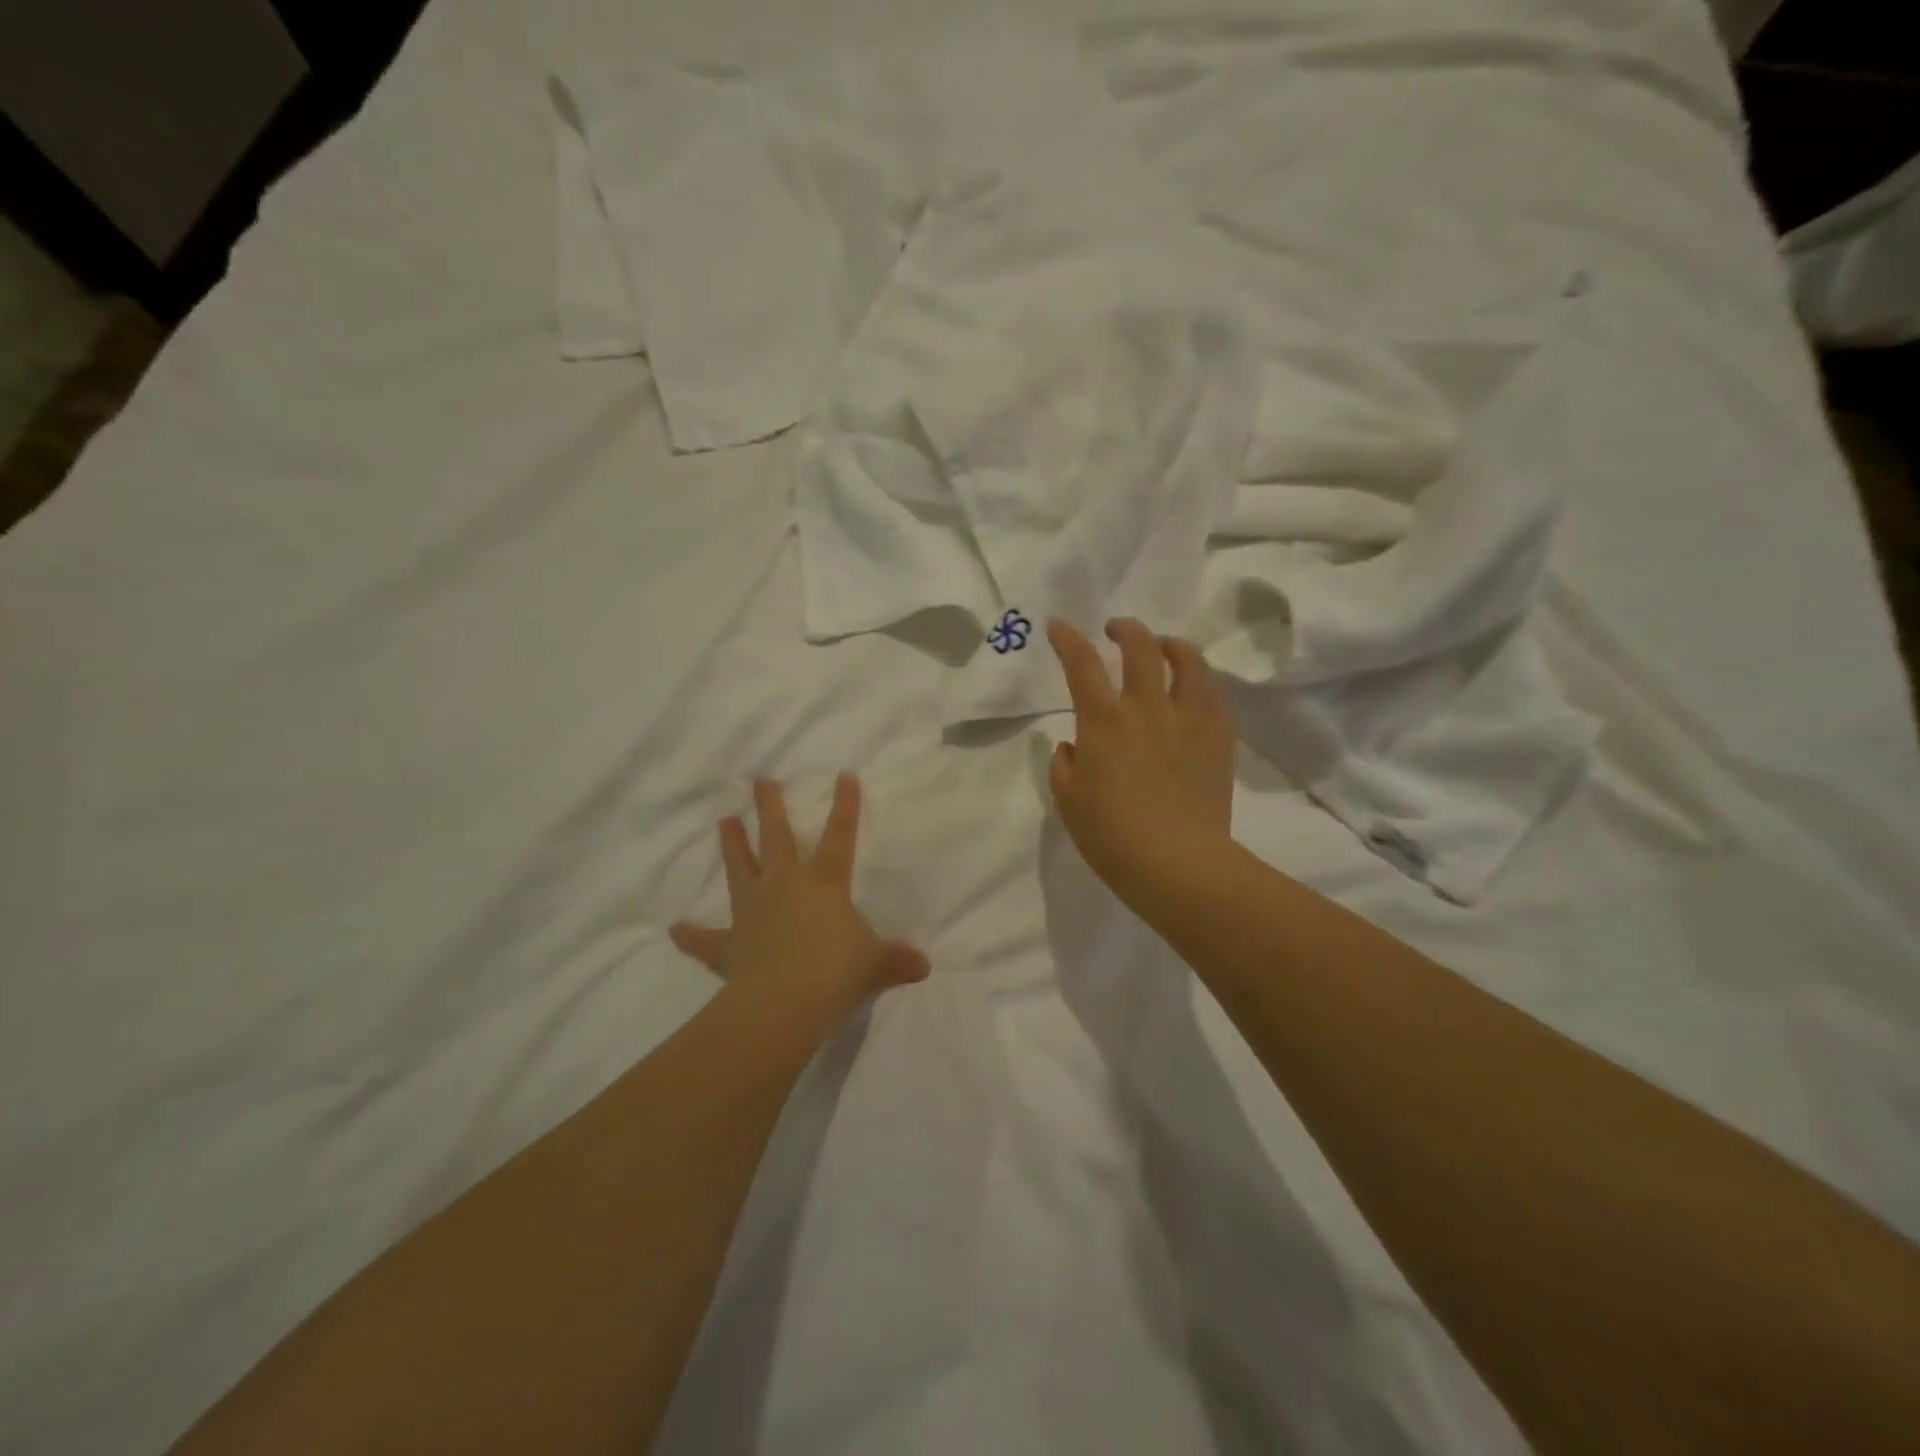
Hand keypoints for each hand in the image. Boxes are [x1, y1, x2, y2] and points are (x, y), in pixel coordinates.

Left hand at [671, 775, 929, 1029]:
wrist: (783, 1004)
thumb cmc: (835, 973)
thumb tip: (924, 966)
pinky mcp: (728, 943)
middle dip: (771, 807)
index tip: (844, 775)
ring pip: (740, 868)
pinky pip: (706, 939)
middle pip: (777, 838)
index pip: (840, 837)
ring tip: (724, 820)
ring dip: (732, 844)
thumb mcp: (875, 964)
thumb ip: (897, 960)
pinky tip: (676, 929)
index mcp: (824, 884)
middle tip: (761, 780)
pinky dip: (692, 935)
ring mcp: (752, 910)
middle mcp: (785, 886)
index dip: (845, 806)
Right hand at [1048, 618, 1236, 911]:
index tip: (1059, 626)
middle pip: (1140, 647)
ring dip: (1171, 645)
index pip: (1082, 664)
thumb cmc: (1112, 836)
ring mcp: (1189, 720)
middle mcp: (1147, 708)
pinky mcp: (1219, 737)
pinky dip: (1199, 682)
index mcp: (1104, 721)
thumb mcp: (1069, 801)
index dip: (1068, 639)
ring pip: (1188, 662)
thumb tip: (1073, 745)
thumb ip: (1065, 765)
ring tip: (1163, 648)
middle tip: (1116, 631)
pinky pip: (1213, 695)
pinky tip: (1193, 690)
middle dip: (1125, 629)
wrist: (1178, 864)